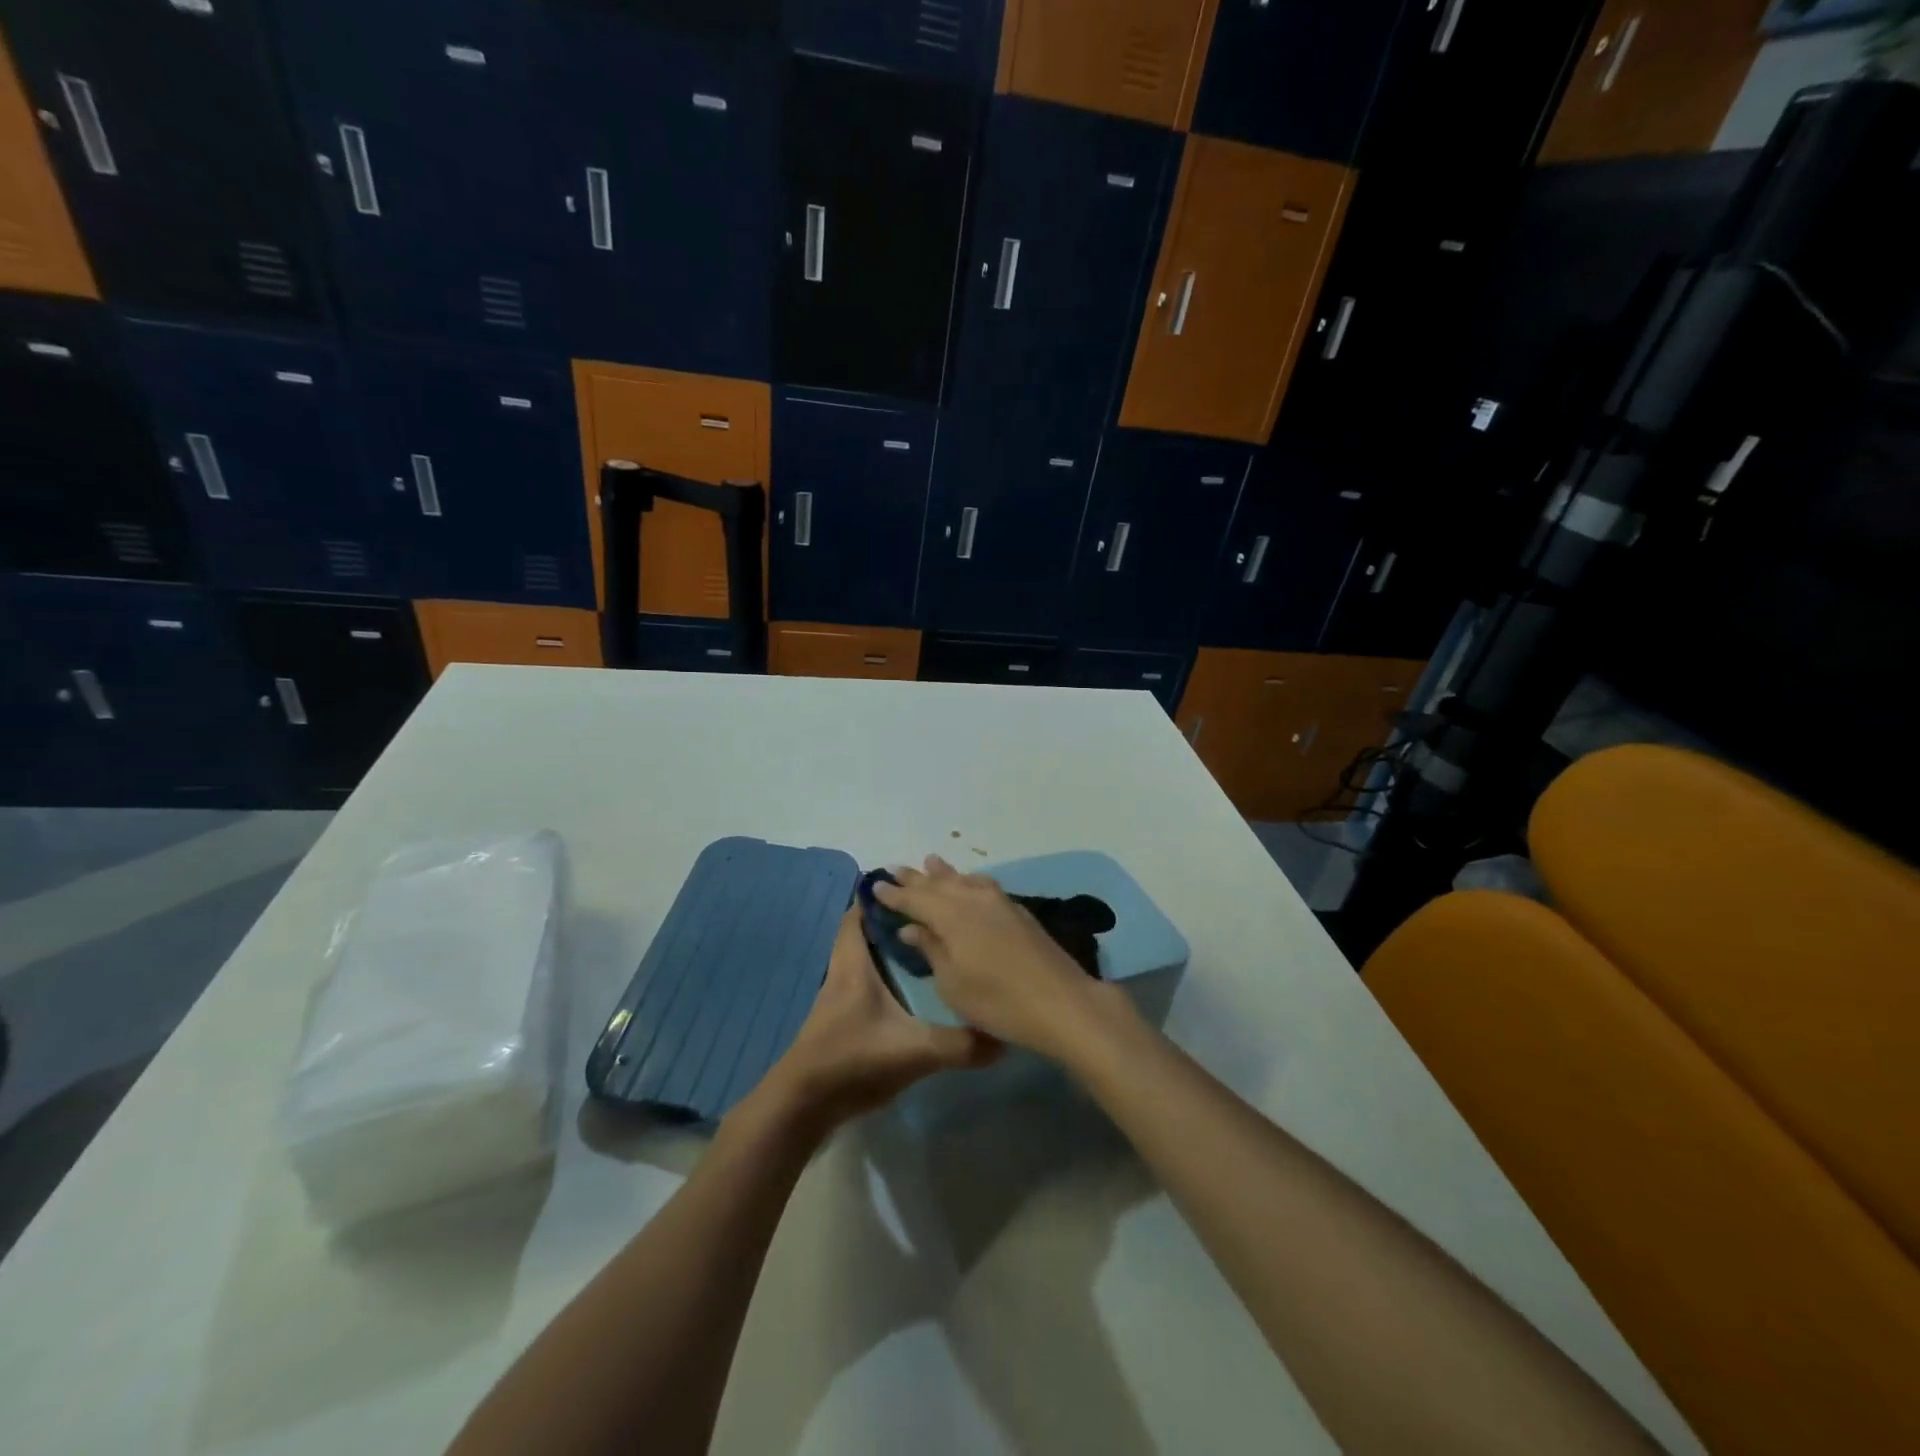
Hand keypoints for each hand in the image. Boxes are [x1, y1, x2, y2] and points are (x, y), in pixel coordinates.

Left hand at [767, 906, 1000, 1131]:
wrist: (804, 1106)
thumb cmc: (852, 1061)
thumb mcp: (912, 1052)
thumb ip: (958, 1045)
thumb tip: (1004, 1039)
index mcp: (853, 965)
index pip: (859, 915)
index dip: (880, 897)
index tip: (913, 889)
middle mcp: (843, 974)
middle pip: (864, 934)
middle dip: (893, 923)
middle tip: (931, 920)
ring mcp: (839, 999)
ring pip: (864, 960)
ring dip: (889, 951)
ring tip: (928, 950)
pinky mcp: (841, 1021)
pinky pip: (864, 985)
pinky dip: (885, 979)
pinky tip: (912, 993)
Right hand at [872, 856, 1115, 1058]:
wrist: (1061, 1002)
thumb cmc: (997, 1001)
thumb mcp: (952, 983)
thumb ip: (931, 950)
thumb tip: (911, 928)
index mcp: (951, 915)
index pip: (915, 899)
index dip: (894, 893)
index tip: (876, 884)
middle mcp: (973, 899)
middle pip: (938, 883)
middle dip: (916, 877)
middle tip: (895, 868)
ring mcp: (999, 902)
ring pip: (964, 880)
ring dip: (944, 873)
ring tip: (931, 861)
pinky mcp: (1018, 911)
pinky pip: (983, 885)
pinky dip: (968, 881)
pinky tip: (970, 883)